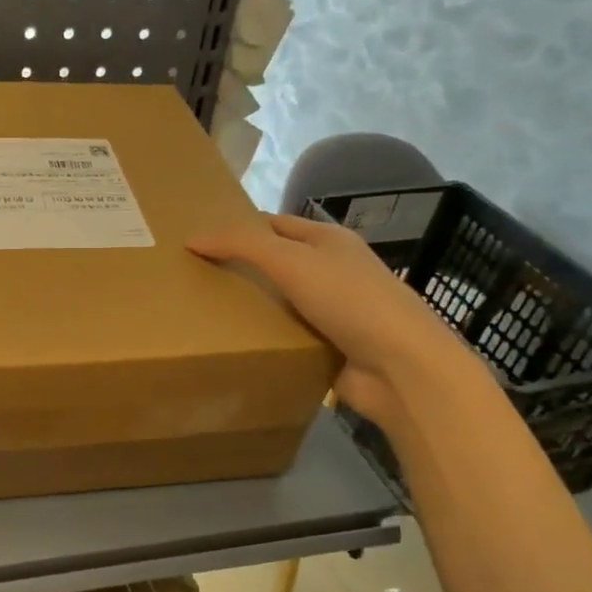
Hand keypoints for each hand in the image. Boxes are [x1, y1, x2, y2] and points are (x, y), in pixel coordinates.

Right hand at [188, 213, 463, 425]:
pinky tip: (236, 344)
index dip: (239, 227)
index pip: (274, 225)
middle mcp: (332, 271)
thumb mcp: (290, 261)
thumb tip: (192, 239)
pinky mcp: (330, 347)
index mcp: (328, 241)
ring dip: (250, 307)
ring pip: (280, 302)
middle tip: (194, 277)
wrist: (399, 366)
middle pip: (277, 263)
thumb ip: (241, 245)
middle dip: (241, 268)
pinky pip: (288, 337)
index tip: (199, 240)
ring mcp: (333, 311)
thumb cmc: (348, 299)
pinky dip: (266, 339)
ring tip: (204, 312)